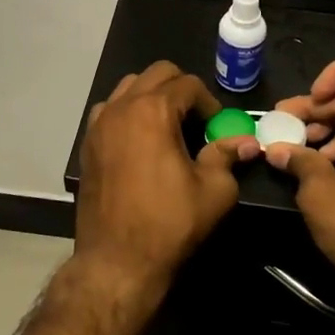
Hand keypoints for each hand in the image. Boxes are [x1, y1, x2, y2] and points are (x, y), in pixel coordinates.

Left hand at [75, 62, 258, 300]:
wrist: (117, 261)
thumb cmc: (169, 224)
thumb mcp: (214, 191)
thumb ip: (228, 156)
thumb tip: (246, 142)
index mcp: (154, 111)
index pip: (188, 84)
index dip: (209, 103)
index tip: (217, 127)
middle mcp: (123, 107)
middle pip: (157, 73)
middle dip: (181, 89)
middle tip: (196, 120)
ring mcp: (100, 124)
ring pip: (129, 86)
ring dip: (152, 96)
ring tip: (167, 127)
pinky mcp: (87, 143)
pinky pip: (109, 110)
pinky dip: (128, 112)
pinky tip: (140, 141)